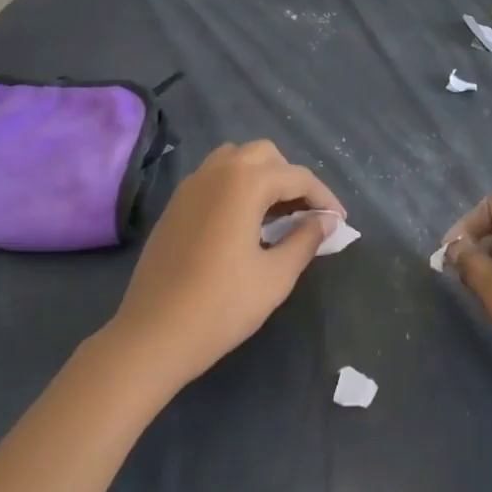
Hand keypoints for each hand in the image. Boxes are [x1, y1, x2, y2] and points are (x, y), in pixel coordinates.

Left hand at [108, 140, 342, 391]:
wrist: (152, 335)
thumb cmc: (221, 306)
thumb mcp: (275, 276)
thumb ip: (305, 240)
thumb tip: (325, 221)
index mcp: (244, 182)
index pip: (297, 176)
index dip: (324, 197)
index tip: (340, 222)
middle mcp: (216, 172)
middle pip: (265, 155)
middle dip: (291, 179)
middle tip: (306, 215)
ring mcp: (191, 186)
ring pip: (236, 160)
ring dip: (262, 177)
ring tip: (276, 214)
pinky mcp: (175, 205)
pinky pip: (214, 178)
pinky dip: (237, 187)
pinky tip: (244, 223)